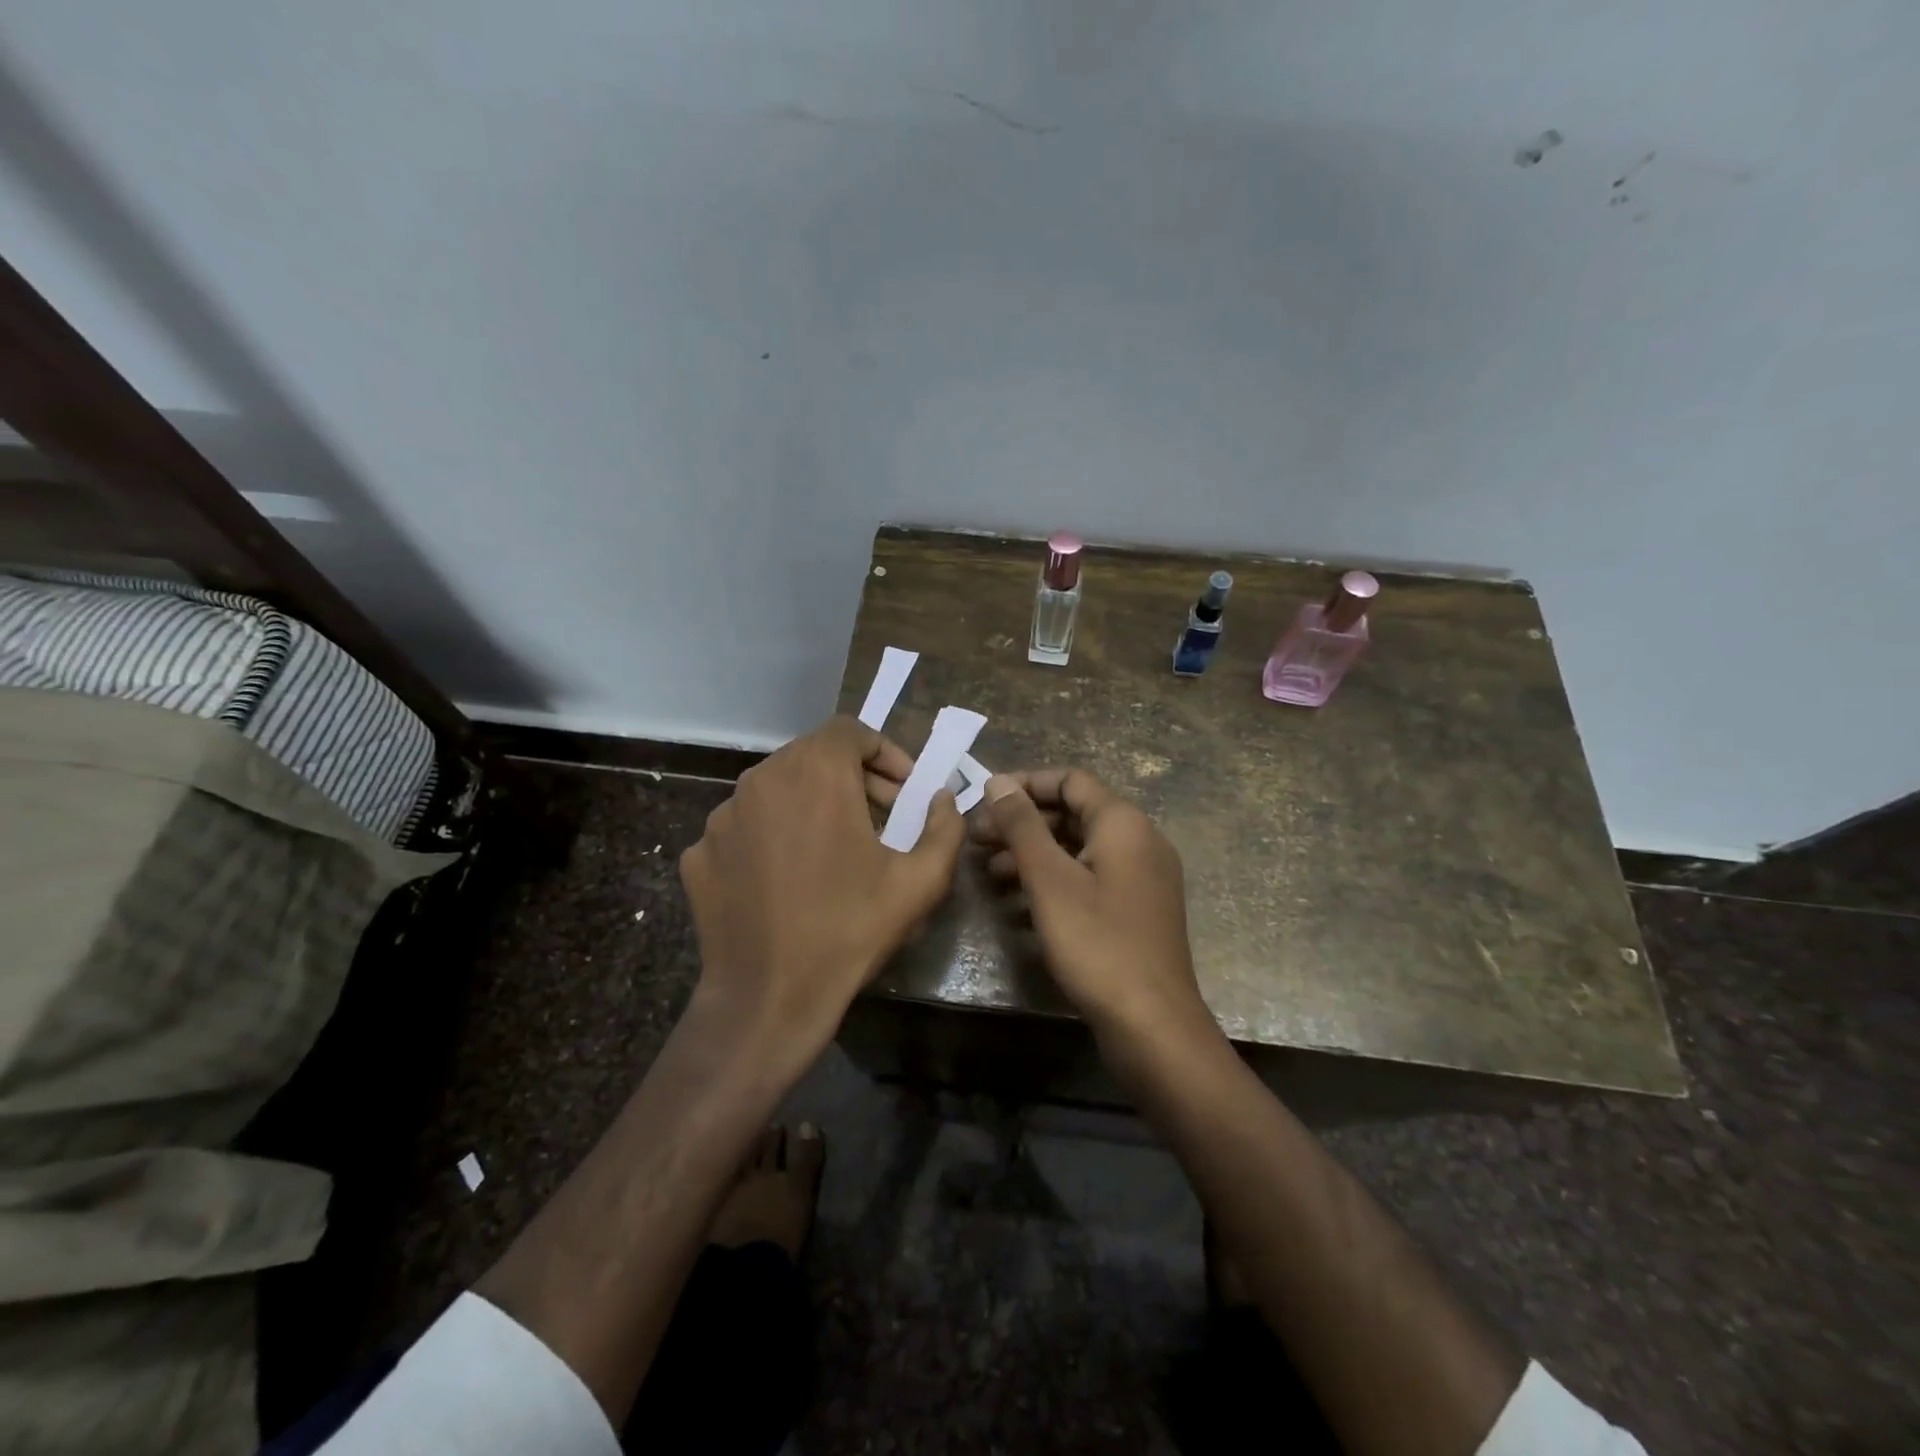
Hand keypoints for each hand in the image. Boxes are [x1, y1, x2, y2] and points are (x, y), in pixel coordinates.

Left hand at [679, 716, 964, 1070]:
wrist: (768, 997)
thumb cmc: (850, 929)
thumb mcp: (921, 881)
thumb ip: (945, 826)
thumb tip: (943, 799)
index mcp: (815, 774)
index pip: (850, 730)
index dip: (884, 752)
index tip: (903, 791)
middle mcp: (761, 780)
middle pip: (813, 755)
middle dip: (852, 777)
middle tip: (879, 818)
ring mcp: (722, 816)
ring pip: (776, 788)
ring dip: (811, 804)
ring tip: (833, 848)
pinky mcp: (698, 852)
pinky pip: (745, 826)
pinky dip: (772, 836)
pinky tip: (788, 878)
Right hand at [976, 769, 1211, 1035]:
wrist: (1152, 1025)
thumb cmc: (1098, 944)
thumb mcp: (1050, 880)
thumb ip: (1022, 826)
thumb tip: (998, 781)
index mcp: (1123, 823)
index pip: (1070, 781)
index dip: (1025, 784)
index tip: (984, 801)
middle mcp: (1138, 841)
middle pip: (1073, 813)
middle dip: (1023, 823)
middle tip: (977, 840)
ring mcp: (1140, 878)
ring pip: (1078, 849)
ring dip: (1033, 854)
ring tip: (989, 871)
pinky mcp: (1134, 910)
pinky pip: (1089, 879)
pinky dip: (1054, 882)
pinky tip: (1018, 904)